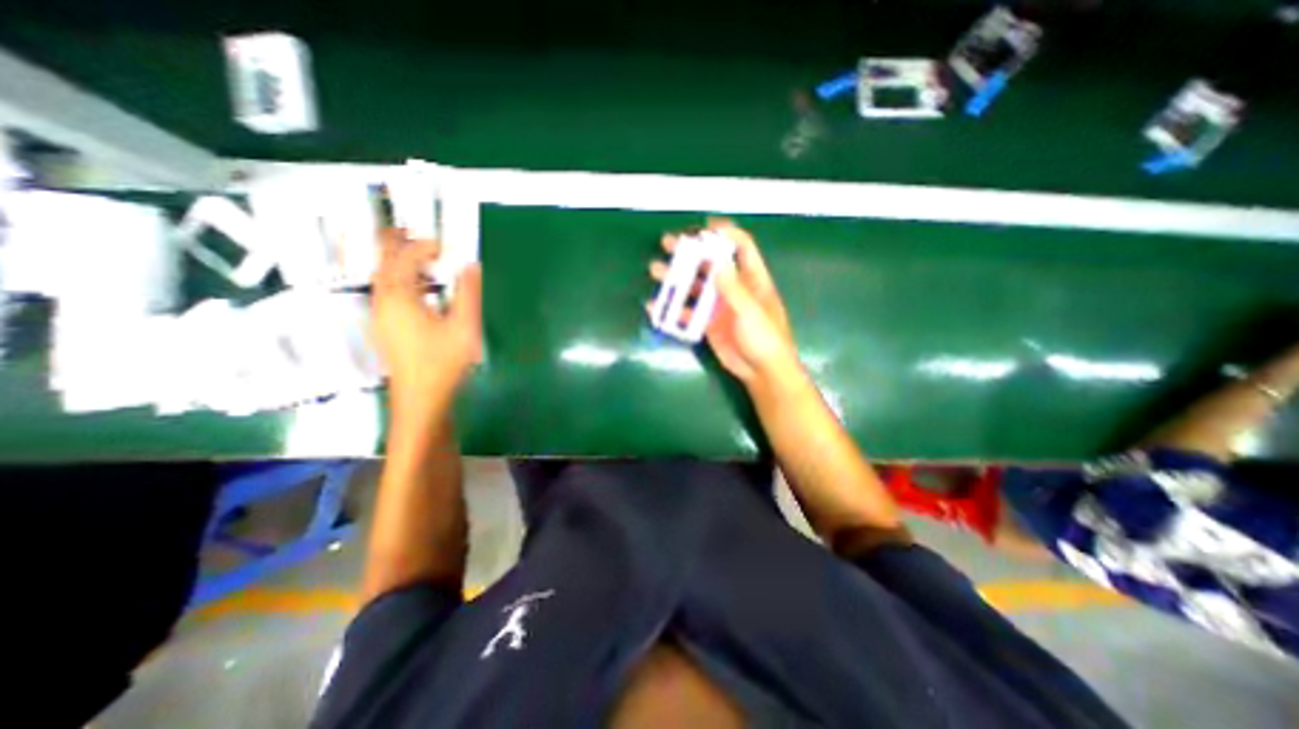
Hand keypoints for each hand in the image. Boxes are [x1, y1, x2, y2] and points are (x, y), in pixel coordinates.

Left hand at [370, 227, 482, 420]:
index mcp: (400, 297)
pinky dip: (403, 281)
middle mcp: (383, 301)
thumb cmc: (443, 362)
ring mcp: (380, 315)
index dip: (423, 245)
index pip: (405, 257)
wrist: (421, 398)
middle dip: (400, 244)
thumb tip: (470, 266)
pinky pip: (388, 292)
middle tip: (420, 236)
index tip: (445, 245)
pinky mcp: (385, 327)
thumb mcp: (464, 326)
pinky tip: (422, 290)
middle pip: (384, 262)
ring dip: (402, 263)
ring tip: (425, 259)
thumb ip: (467, 293)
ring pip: (384, 278)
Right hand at [650, 217, 803, 382]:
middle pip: (711, 262)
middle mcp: (733, 287)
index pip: (741, 246)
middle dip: (691, 251)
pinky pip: (687, 312)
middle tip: (668, 243)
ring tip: (656, 270)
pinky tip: (656, 306)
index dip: (725, 234)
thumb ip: (733, 288)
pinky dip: (672, 309)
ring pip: (695, 285)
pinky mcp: (707, 322)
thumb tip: (716, 262)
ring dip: (676, 277)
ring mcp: (718, 305)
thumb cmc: (765, 338)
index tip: (703, 229)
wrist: (761, 371)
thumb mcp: (751, 311)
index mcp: (752, 278)